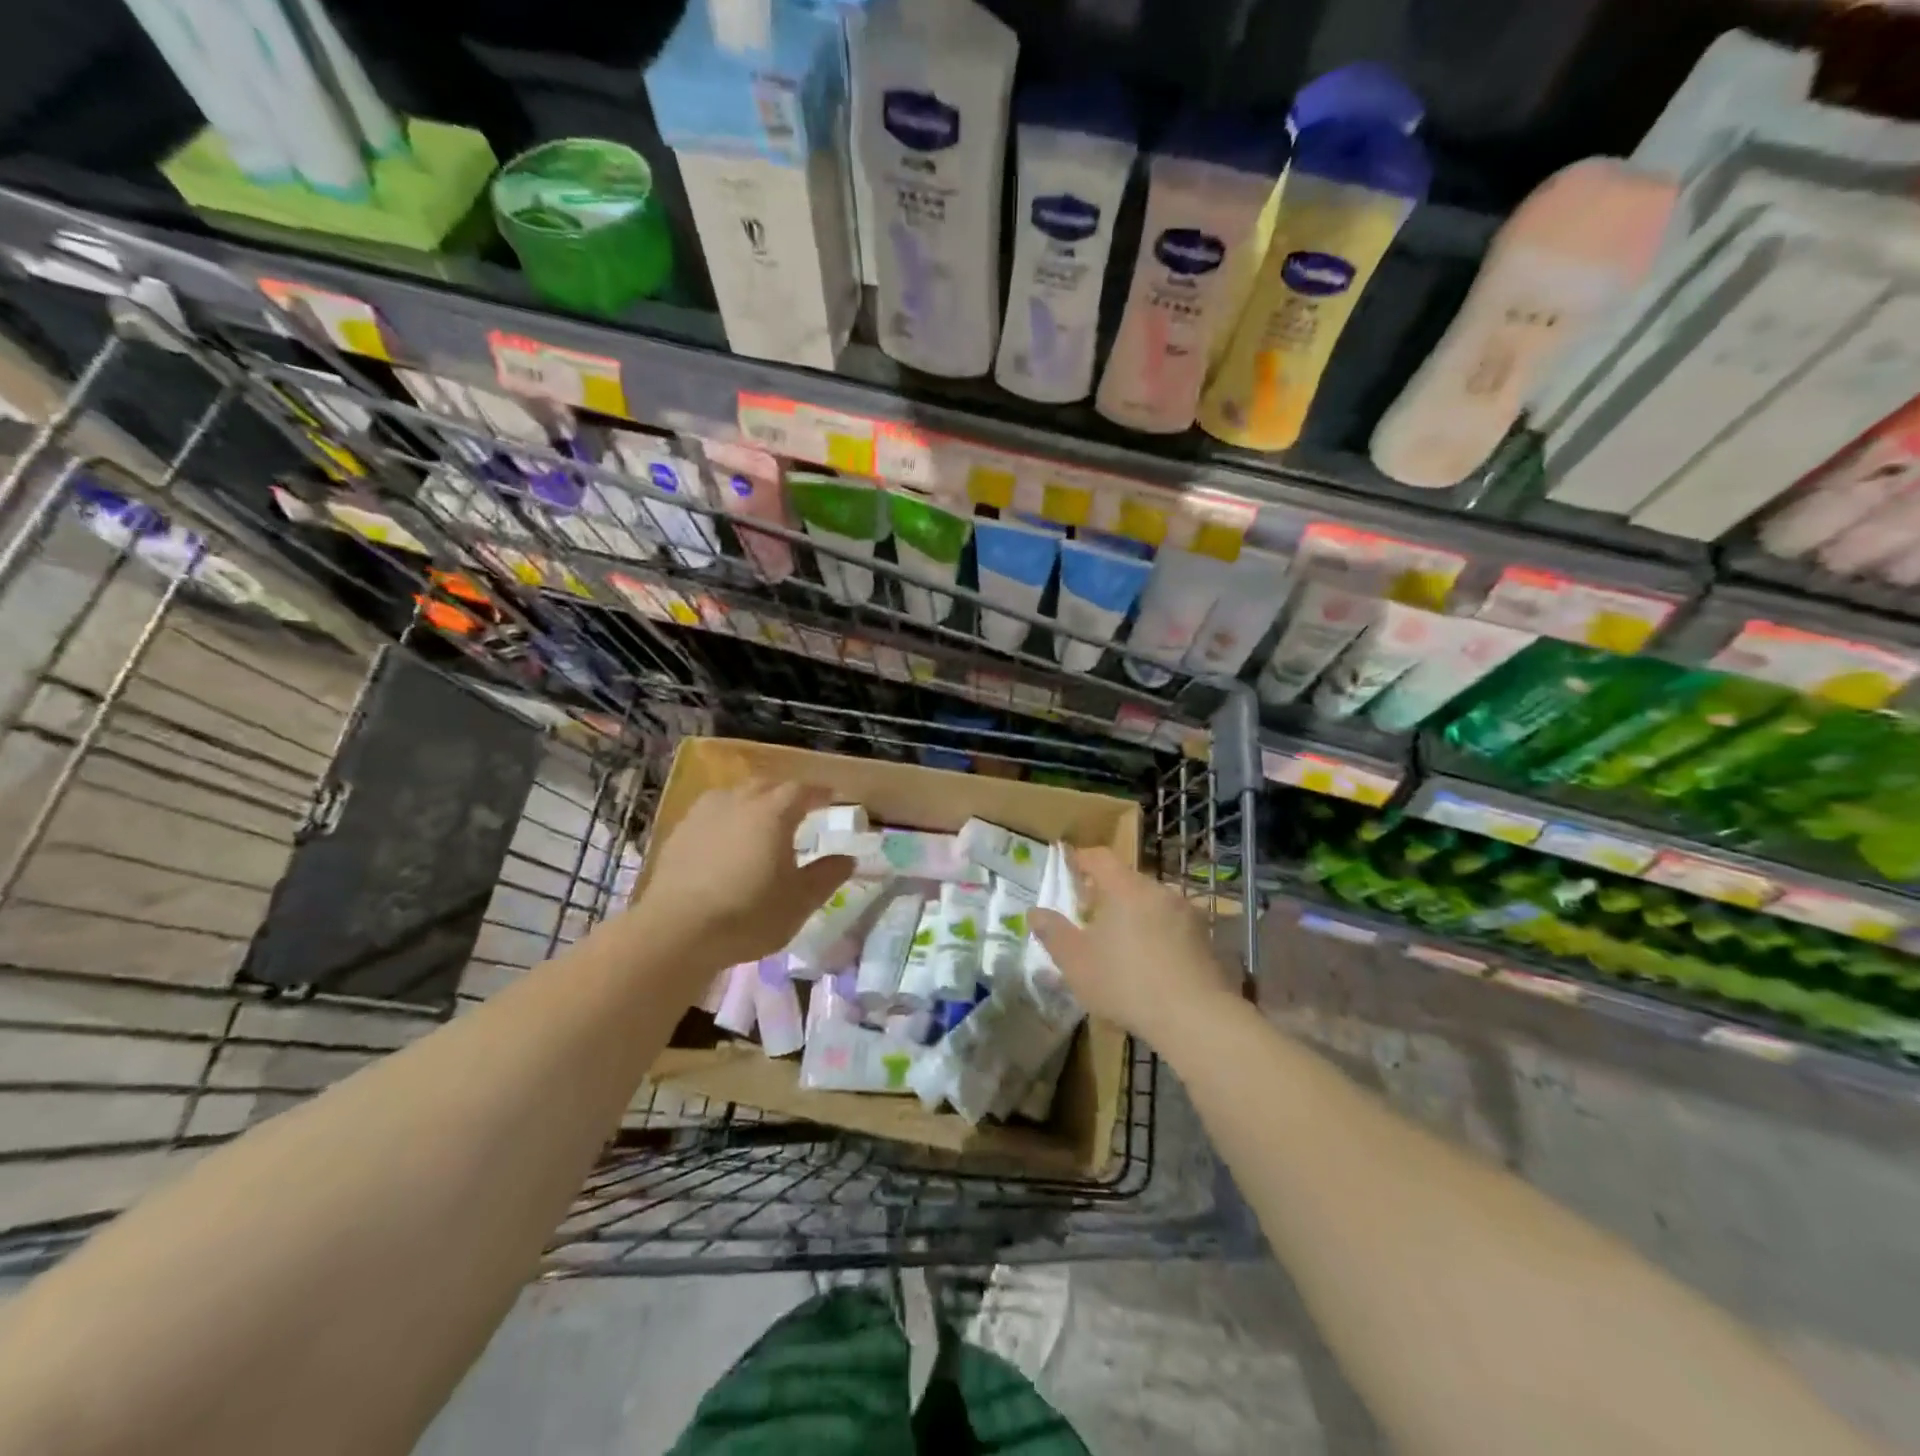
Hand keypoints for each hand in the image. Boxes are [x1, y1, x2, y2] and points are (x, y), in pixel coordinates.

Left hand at [629, 780, 853, 972]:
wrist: (675, 932)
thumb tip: (848, 859)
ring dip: (753, 801)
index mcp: (773, 812)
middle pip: (767, 785)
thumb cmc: (748, 914)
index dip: (820, 793)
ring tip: (760, 820)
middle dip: (786, 793)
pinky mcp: (679, 833)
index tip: (832, 798)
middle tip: (798, 808)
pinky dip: (726, 819)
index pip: (803, 790)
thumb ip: (827, 875)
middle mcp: (739, 801)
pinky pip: (711, 814)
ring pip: (735, 795)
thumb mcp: (800, 901)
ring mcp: (703, 814)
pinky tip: (725, 840)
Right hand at [1028, 846, 1238, 1042]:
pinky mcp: (1206, 941)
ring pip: (1151, 904)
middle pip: (1127, 881)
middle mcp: (1159, 891)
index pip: (1100, 857)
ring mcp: (1188, 915)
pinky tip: (1149, 966)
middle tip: (1089, 915)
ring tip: (1119, 944)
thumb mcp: (1075, 961)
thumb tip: (1035, 912)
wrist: (1196, 1018)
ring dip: (1133, 916)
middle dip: (1106, 893)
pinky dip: (1156, 936)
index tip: (1068, 868)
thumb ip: (1053, 933)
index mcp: (1125, 888)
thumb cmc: (1125, 982)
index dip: (1081, 859)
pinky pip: (1172, 928)